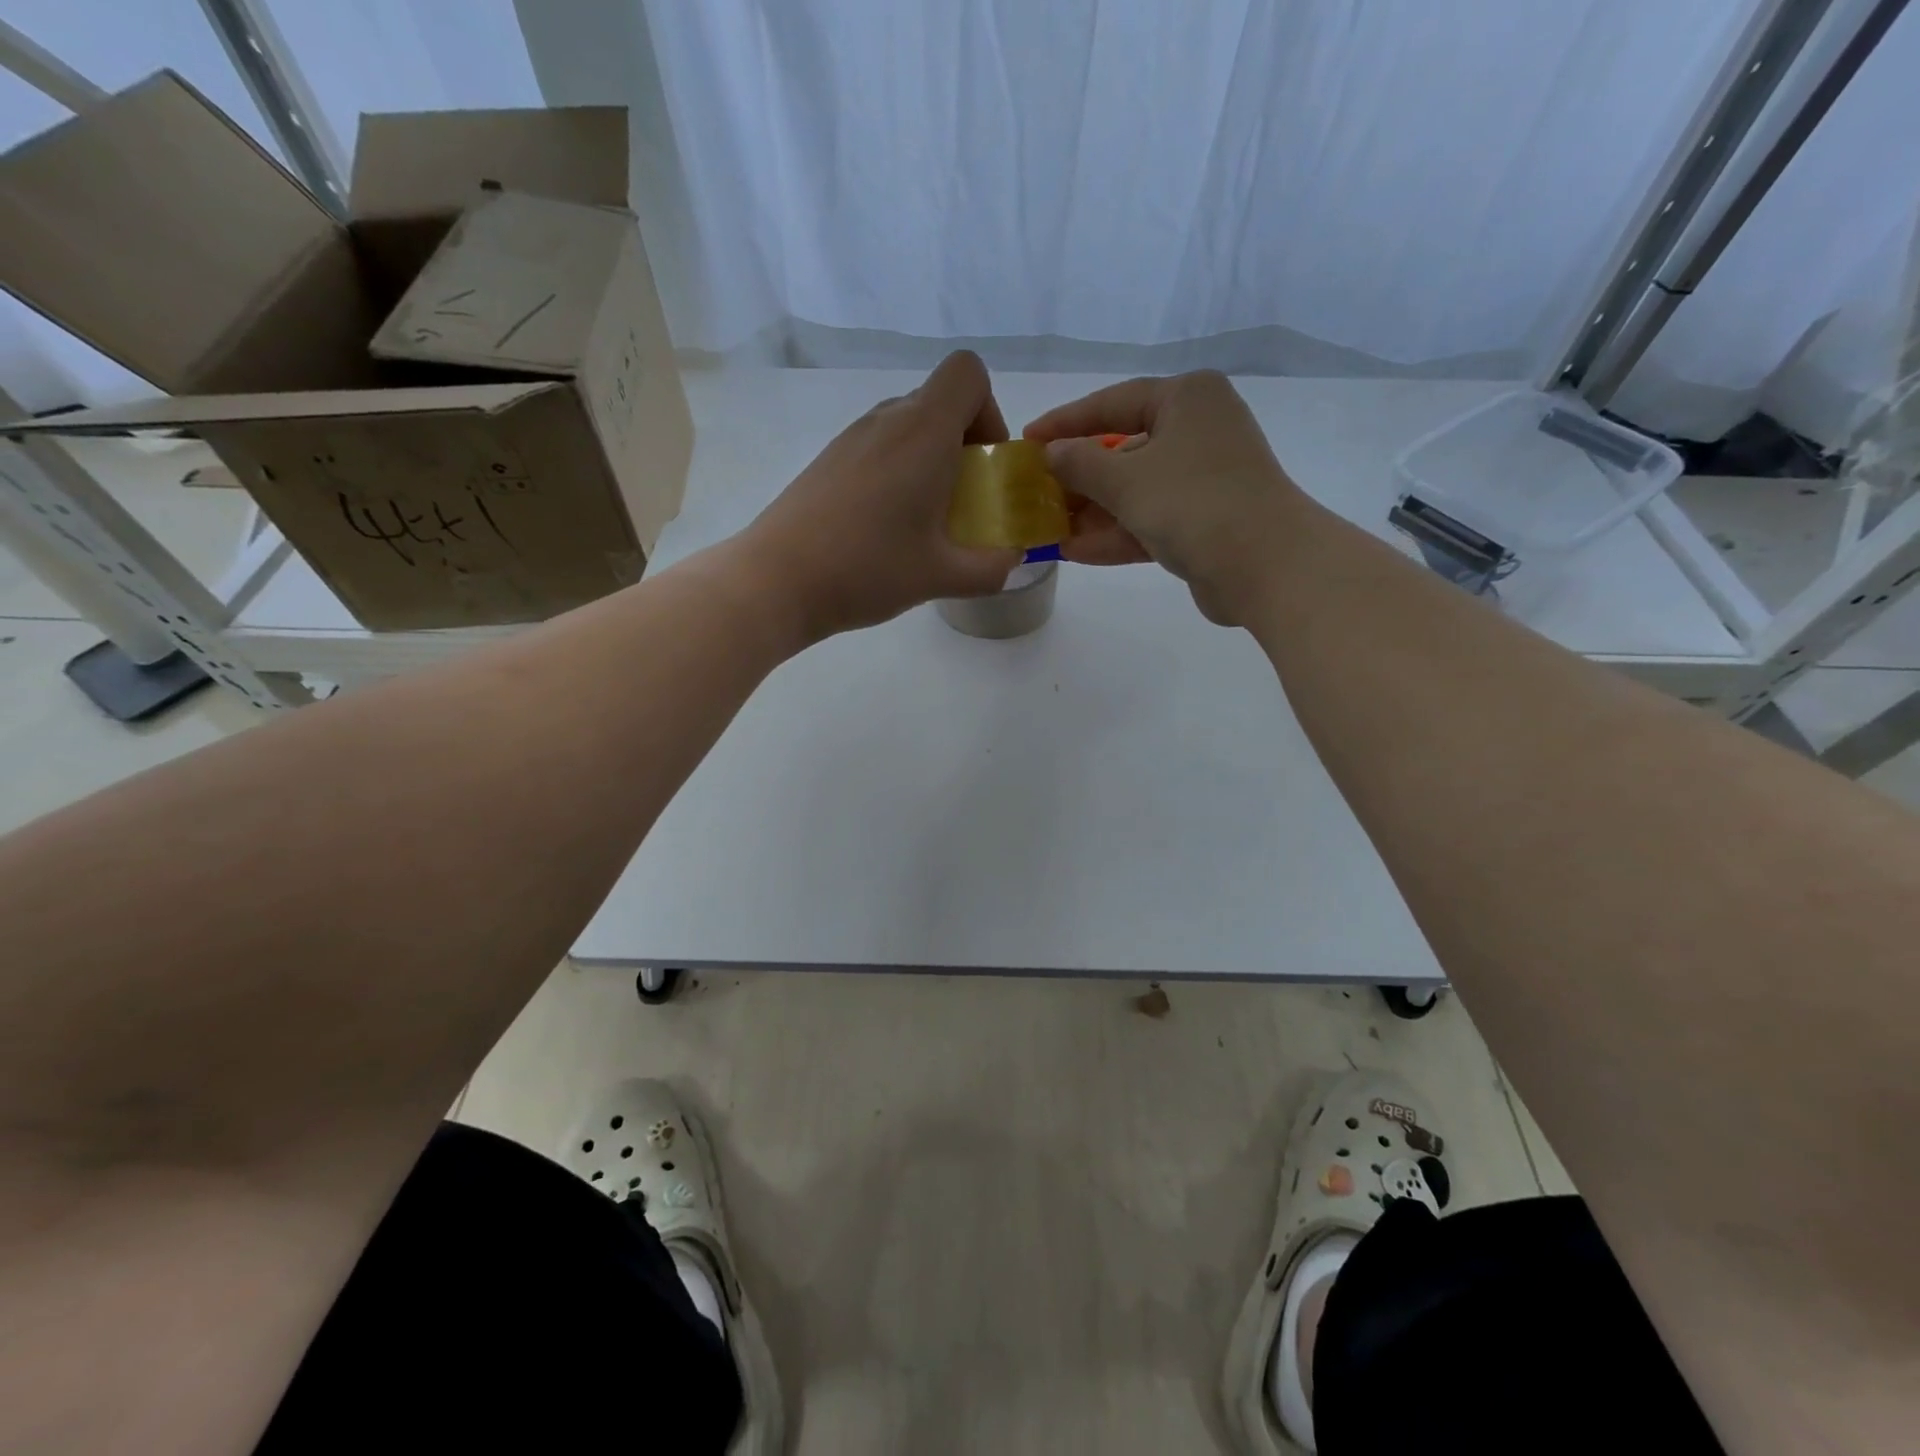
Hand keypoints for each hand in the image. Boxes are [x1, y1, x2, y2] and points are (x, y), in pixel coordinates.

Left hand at [738, 351, 1021, 641]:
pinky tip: (884, 528)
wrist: (776, 581)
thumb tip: (1011, 560)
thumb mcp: (941, 576)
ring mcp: (851, 437)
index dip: (989, 411)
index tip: (985, 465)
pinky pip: (878, 448)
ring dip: (928, 462)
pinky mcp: (828, 460)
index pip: (967, 373)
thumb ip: (990, 568)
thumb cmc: (867, 569)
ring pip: (907, 427)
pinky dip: (897, 473)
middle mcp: (886, 419)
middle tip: (962, 503)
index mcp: (923, 431)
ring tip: (924, 522)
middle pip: (939, 402)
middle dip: (963, 445)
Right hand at [1024, 371, 1305, 625]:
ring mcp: (1204, 479)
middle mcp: (1199, 430)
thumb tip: (1052, 453)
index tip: (1029, 440)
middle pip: (1124, 449)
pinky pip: (1150, 521)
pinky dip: (1116, 534)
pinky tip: (1075, 552)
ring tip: (1047, 529)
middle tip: (1036, 493)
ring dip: (1093, 513)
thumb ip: (1080, 463)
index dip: (1066, 422)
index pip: (1113, 402)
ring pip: (1136, 490)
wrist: (1265, 565)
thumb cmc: (1193, 502)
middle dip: (1079, 478)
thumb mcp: (1125, 479)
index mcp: (1187, 399)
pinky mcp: (1206, 522)